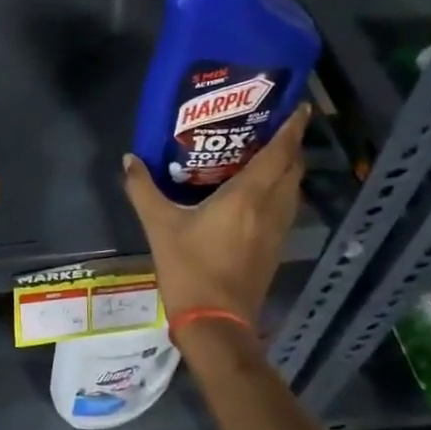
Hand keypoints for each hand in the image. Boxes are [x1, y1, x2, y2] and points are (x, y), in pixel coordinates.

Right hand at [121, 105, 310, 325]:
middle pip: (292, 168)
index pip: (279, 154)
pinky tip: (259, 189)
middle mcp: (270, 209)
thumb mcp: (159, 225)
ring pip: (292, 189)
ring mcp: (276, 231)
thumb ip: (143, 189)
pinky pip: (285, 206)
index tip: (300, 105)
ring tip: (268, 149)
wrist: (216, 324)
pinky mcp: (274, 248)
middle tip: (275, 122)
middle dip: (291, 143)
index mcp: (247, 197)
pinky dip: (280, 188)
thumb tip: (130, 159)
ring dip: (288, 167)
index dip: (292, 128)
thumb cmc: (190, 269)